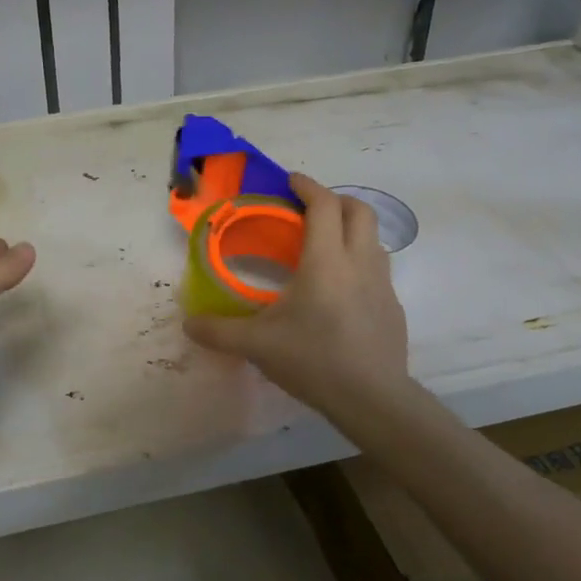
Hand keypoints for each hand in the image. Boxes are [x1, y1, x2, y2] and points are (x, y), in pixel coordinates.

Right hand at [183, 174, 410, 425]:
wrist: (372, 399)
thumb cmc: (313, 360)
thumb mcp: (257, 345)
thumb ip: (219, 331)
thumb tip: (188, 324)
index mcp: (326, 261)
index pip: (324, 205)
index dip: (308, 186)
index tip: (291, 181)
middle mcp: (359, 263)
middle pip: (360, 211)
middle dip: (335, 200)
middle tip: (309, 209)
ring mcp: (383, 284)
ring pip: (373, 239)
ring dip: (351, 229)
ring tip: (324, 246)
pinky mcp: (393, 307)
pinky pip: (378, 268)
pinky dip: (359, 261)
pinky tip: (340, 289)